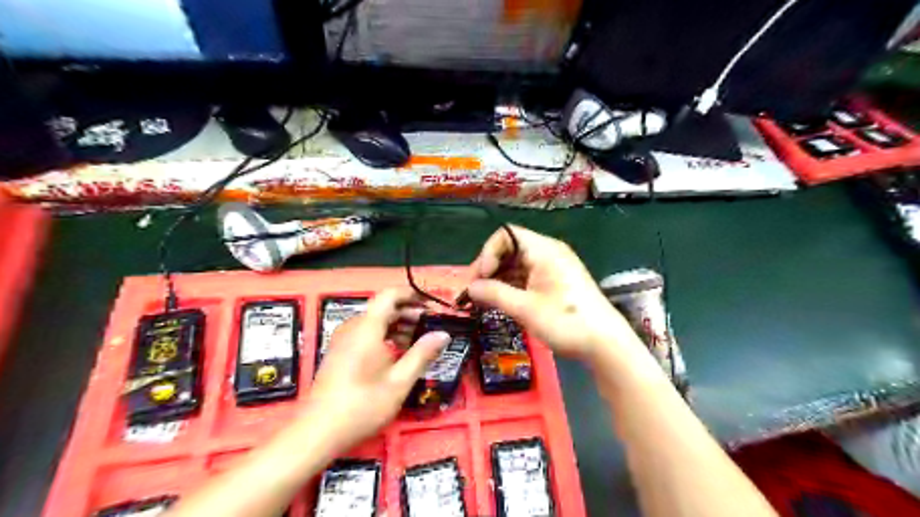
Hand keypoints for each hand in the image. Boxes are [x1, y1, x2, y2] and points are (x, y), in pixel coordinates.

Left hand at [304, 288, 448, 453]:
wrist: (317, 432)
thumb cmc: (362, 405)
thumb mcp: (399, 381)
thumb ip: (422, 354)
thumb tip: (443, 334)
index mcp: (367, 327)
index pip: (390, 294)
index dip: (412, 295)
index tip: (432, 306)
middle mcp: (353, 327)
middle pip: (384, 307)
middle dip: (409, 312)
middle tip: (431, 326)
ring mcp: (343, 339)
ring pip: (375, 321)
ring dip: (398, 325)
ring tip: (419, 341)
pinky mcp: (339, 352)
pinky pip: (366, 333)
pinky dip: (385, 335)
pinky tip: (397, 354)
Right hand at [470, 224, 640, 363]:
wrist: (605, 343)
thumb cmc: (565, 321)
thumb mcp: (525, 308)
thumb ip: (495, 294)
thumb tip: (470, 287)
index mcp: (543, 250)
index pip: (506, 235)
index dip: (488, 253)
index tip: (481, 278)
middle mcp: (548, 253)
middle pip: (510, 249)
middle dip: (490, 268)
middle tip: (474, 292)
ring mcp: (553, 268)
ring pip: (517, 264)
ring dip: (499, 279)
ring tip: (483, 300)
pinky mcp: (556, 282)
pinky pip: (527, 276)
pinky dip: (512, 286)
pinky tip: (501, 302)